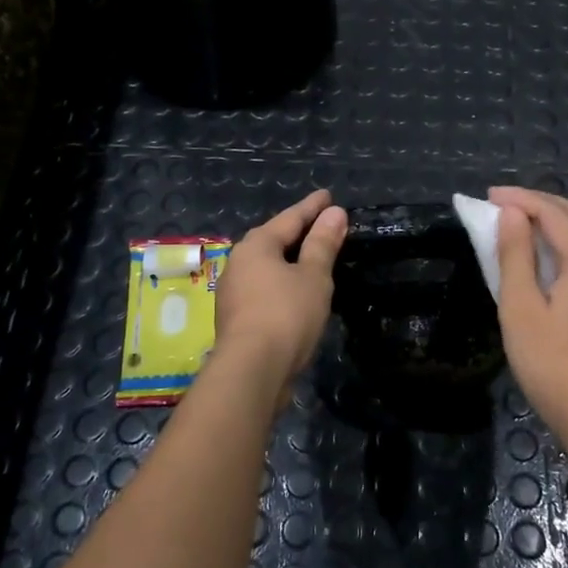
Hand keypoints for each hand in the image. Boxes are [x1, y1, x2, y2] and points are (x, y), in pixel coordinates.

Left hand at [213, 190, 348, 380]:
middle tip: (320, 223)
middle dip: (297, 231)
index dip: (312, 207)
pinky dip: (283, 283)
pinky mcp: (236, 318)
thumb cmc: (286, 315)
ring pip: (267, 266)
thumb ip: (323, 244)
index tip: (329, 196)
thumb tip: (335, 213)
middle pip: (273, 240)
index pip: (290, 218)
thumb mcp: (314, 276)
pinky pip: (264, 288)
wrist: (252, 371)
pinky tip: (296, 291)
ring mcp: (233, 292)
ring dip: (289, 260)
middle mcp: (239, 263)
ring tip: (311, 257)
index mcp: (256, 246)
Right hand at [489, 187, 567, 433]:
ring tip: (529, 222)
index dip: (521, 199)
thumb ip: (515, 255)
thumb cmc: (548, 361)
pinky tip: (556, 256)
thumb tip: (513, 214)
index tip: (489, 196)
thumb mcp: (520, 306)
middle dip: (542, 202)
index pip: (553, 213)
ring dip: (562, 219)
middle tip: (506, 204)